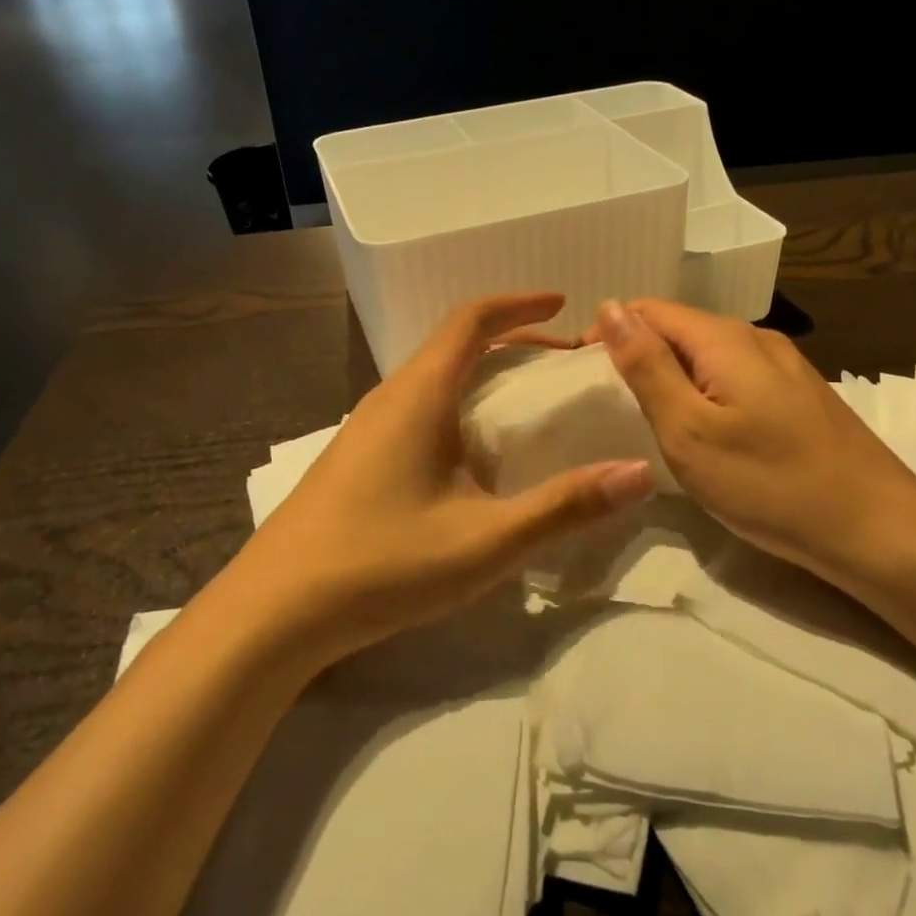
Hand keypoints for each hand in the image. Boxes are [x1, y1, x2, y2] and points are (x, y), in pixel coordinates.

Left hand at [219, 294, 656, 667]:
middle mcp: (389, 398)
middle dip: (510, 341)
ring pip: (433, 378)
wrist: (275, 610)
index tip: (563, 305)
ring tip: (525, 404)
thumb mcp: (486, 540)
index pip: (471, 320)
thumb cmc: (383, 563)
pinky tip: (472, 454)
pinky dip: (457, 404)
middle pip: (454, 344)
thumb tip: (639, 472)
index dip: (519, 304)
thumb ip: (565, 506)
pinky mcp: (356, 458)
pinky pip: (417, 408)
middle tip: (560, 363)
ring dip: (481, 374)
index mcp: (420, 394)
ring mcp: (365, 428)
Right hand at [594, 299, 915, 586]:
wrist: (877, 530)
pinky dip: (704, 391)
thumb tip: (610, 307)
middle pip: (680, 327)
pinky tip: (703, 428)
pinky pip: (734, 375)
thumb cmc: (770, 484)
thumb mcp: (689, 430)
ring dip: (671, 373)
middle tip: (609, 403)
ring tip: (648, 417)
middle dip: (638, 352)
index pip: (649, 309)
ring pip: (708, 353)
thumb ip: (647, 366)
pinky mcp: (799, 395)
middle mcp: (756, 338)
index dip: (608, 331)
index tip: (581, 374)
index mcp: (724, 339)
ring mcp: (784, 366)